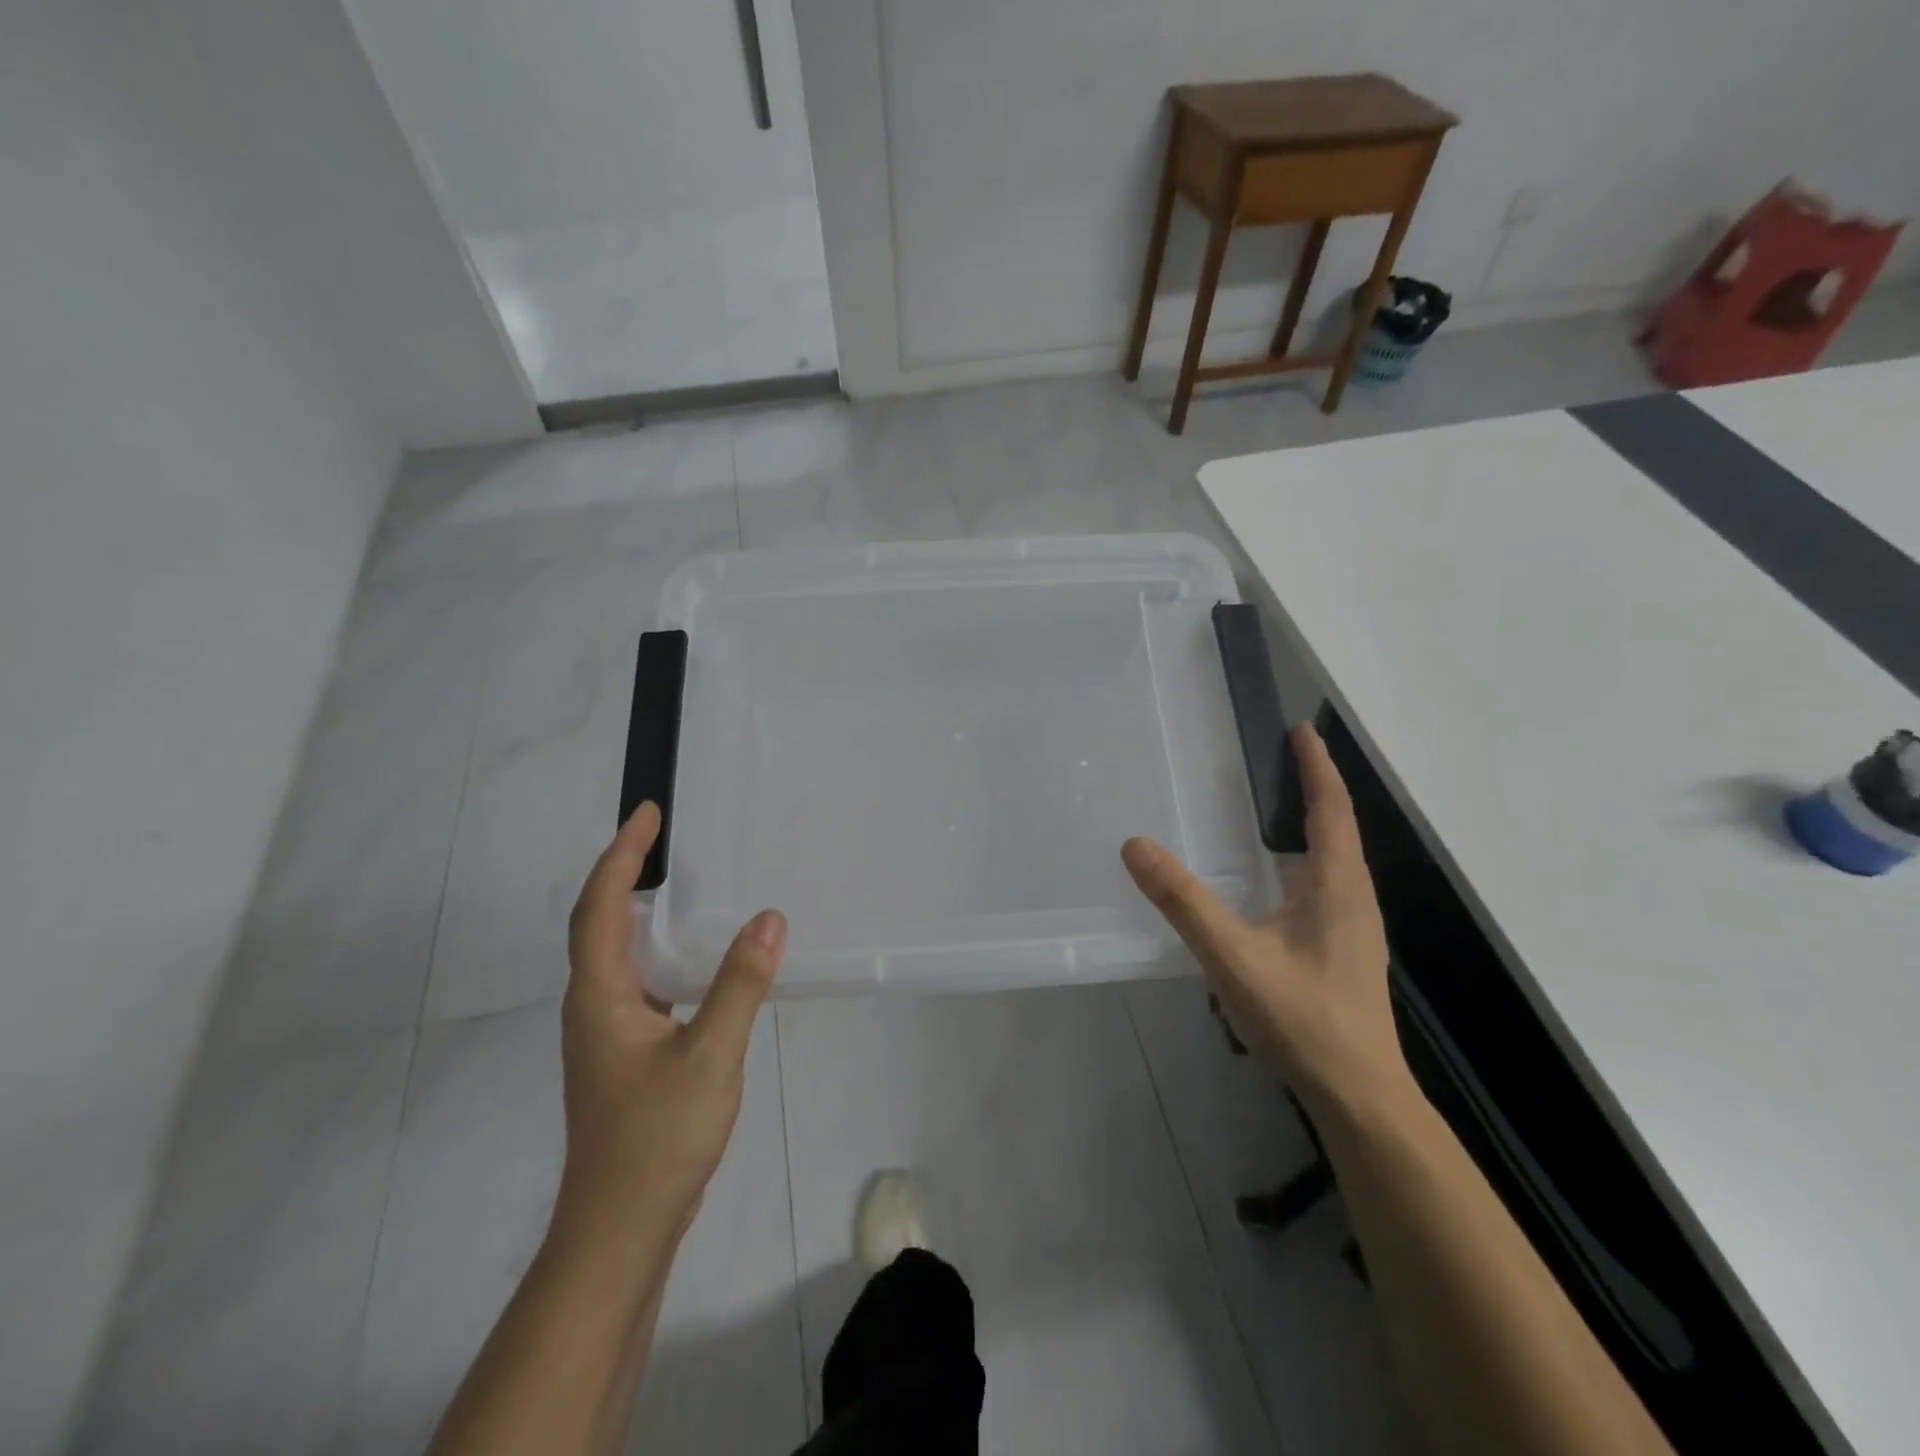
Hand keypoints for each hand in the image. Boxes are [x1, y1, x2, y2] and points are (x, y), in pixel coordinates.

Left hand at [555, 803, 785, 1245]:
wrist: (621, 1229)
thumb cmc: (656, 1137)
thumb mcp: (710, 1054)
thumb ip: (740, 984)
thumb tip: (771, 918)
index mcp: (600, 995)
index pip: (600, 905)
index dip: (621, 855)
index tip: (648, 814)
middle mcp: (593, 1005)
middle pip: (599, 922)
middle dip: (626, 872)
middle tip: (667, 837)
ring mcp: (607, 1032)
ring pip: (618, 954)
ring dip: (641, 911)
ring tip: (684, 884)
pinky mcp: (625, 1053)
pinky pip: (639, 980)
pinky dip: (661, 950)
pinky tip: (698, 959)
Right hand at [1122, 724, 1410, 1115]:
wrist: (1359, 1096)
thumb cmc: (1303, 1020)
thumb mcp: (1233, 957)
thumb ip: (1183, 901)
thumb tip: (1136, 845)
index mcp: (1337, 886)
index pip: (1331, 809)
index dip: (1316, 766)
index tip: (1302, 729)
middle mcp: (1352, 896)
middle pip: (1336, 826)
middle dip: (1312, 787)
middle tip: (1277, 757)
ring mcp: (1352, 925)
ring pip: (1333, 858)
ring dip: (1310, 823)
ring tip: (1274, 805)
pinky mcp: (1342, 948)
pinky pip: (1324, 884)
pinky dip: (1302, 859)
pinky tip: (1274, 879)